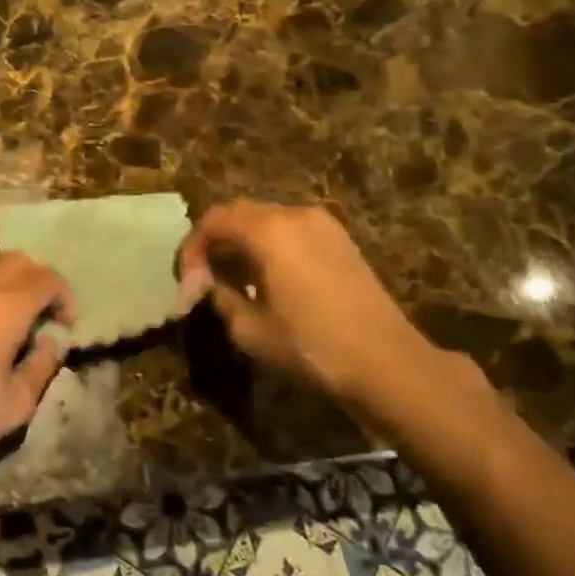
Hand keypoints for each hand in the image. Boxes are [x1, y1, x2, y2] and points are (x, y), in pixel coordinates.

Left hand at [0, 253, 74, 486]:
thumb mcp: (17, 404)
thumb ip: (42, 366)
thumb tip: (49, 343)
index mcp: (6, 305)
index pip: (47, 280)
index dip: (64, 298)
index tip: (65, 324)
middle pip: (19, 261)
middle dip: (37, 283)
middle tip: (40, 316)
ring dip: (5, 279)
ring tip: (6, 311)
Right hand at [177, 200, 442, 415]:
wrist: (387, 362)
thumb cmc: (313, 346)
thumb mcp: (251, 331)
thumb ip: (220, 299)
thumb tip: (208, 285)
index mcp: (268, 231)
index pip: (213, 221)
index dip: (192, 248)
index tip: (187, 282)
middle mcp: (294, 214)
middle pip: (238, 213)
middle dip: (215, 242)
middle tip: (204, 278)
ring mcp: (322, 223)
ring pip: (265, 219)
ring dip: (242, 242)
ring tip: (234, 279)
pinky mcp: (340, 238)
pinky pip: (291, 229)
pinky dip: (269, 244)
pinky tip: (268, 278)